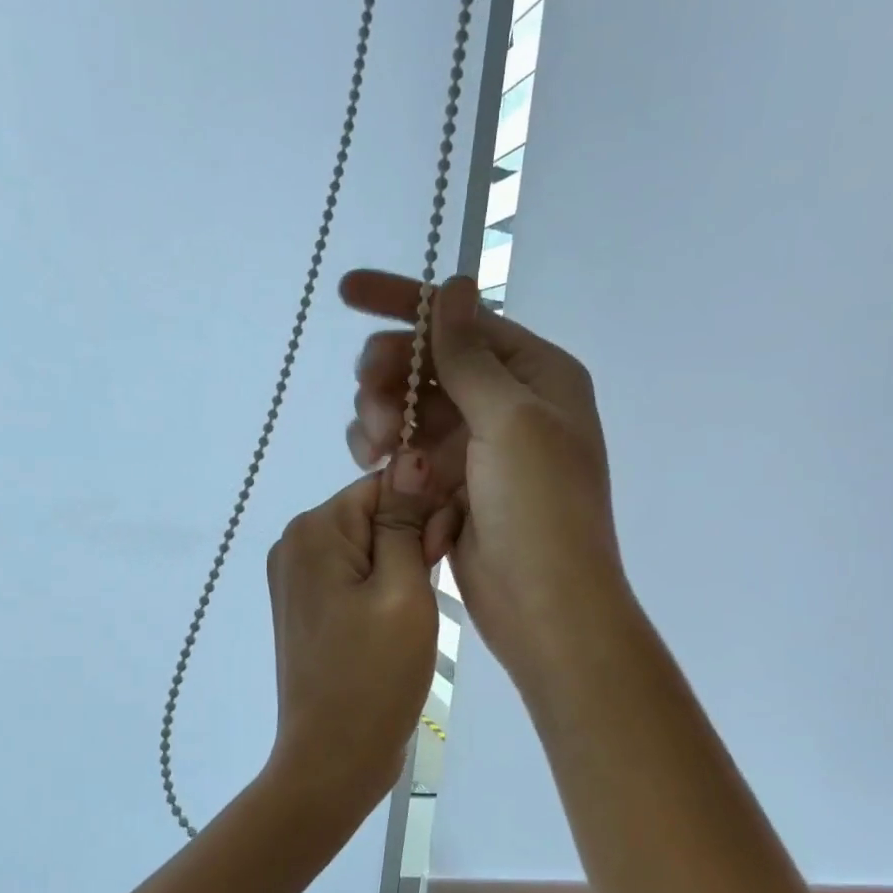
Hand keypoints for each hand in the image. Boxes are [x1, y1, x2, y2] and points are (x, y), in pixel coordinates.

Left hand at [264, 469, 441, 809]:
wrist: (331, 759)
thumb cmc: (374, 676)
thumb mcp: (403, 591)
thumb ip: (405, 520)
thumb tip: (411, 454)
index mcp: (313, 529)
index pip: (384, 485)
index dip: (425, 509)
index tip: (445, 551)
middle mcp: (294, 543)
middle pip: (373, 512)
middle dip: (412, 539)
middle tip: (431, 592)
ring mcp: (295, 577)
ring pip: (367, 544)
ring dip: (402, 565)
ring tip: (416, 613)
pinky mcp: (306, 607)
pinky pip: (353, 575)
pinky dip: (382, 587)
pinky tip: (398, 620)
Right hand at [340, 270, 624, 686]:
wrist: (544, 606)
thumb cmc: (540, 510)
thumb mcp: (510, 421)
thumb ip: (471, 356)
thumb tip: (452, 286)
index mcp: (537, 375)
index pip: (463, 320)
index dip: (404, 303)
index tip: (347, 292)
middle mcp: (508, 402)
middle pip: (430, 363)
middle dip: (390, 373)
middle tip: (369, 400)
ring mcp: (477, 446)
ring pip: (411, 407)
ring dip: (383, 415)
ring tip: (372, 446)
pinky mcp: (451, 483)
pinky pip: (406, 449)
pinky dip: (384, 450)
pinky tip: (372, 464)